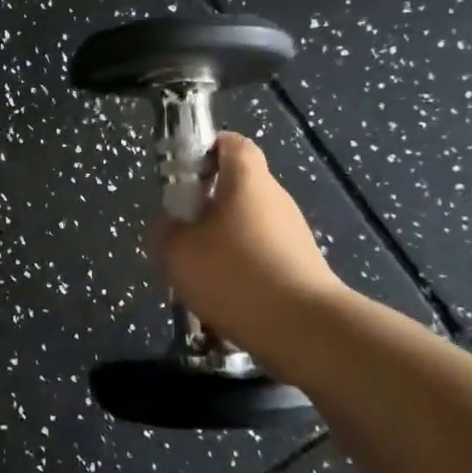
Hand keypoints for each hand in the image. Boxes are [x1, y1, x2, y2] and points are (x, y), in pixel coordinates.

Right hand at [155, 133, 345, 348]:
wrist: (304, 328)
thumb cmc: (235, 273)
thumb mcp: (178, 252)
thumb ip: (167, 231)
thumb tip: (171, 225)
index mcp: (247, 179)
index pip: (231, 143)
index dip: (206, 150)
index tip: (183, 173)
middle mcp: (275, 198)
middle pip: (238, 188)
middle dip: (208, 207)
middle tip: (182, 233)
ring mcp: (294, 234)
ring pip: (248, 227)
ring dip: (223, 244)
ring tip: (199, 276)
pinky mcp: (303, 267)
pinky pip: (263, 258)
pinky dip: (242, 272)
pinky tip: (225, 302)